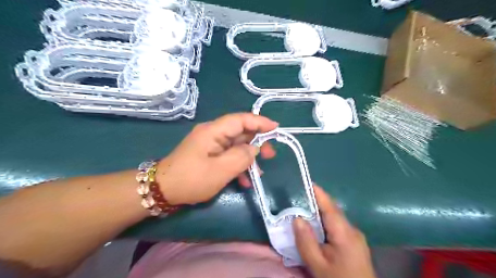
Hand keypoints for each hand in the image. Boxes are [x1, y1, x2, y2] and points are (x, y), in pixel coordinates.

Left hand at [156, 113, 277, 206]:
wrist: (163, 191)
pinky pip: (228, 156)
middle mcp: (212, 134)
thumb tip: (254, 148)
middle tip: (271, 155)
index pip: (240, 119)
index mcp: (213, 131)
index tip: (276, 128)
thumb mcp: (220, 170)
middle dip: (257, 142)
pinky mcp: (209, 155)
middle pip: (240, 132)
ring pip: (236, 146)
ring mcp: (210, 145)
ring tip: (260, 172)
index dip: (259, 121)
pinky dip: (238, 166)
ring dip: (249, 157)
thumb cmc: (192, 179)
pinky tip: (245, 180)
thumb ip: (241, 157)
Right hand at [291, 186, 375, 277]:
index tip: (306, 181)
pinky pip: (337, 225)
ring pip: (334, 218)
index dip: (318, 193)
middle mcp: (352, 230)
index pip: (330, 207)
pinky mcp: (354, 242)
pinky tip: (315, 226)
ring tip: (302, 208)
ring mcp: (355, 236)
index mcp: (345, 233)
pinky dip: (325, 221)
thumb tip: (296, 218)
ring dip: (320, 212)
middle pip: (332, 210)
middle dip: (316, 201)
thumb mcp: (318, 265)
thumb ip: (306, 242)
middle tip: (298, 195)